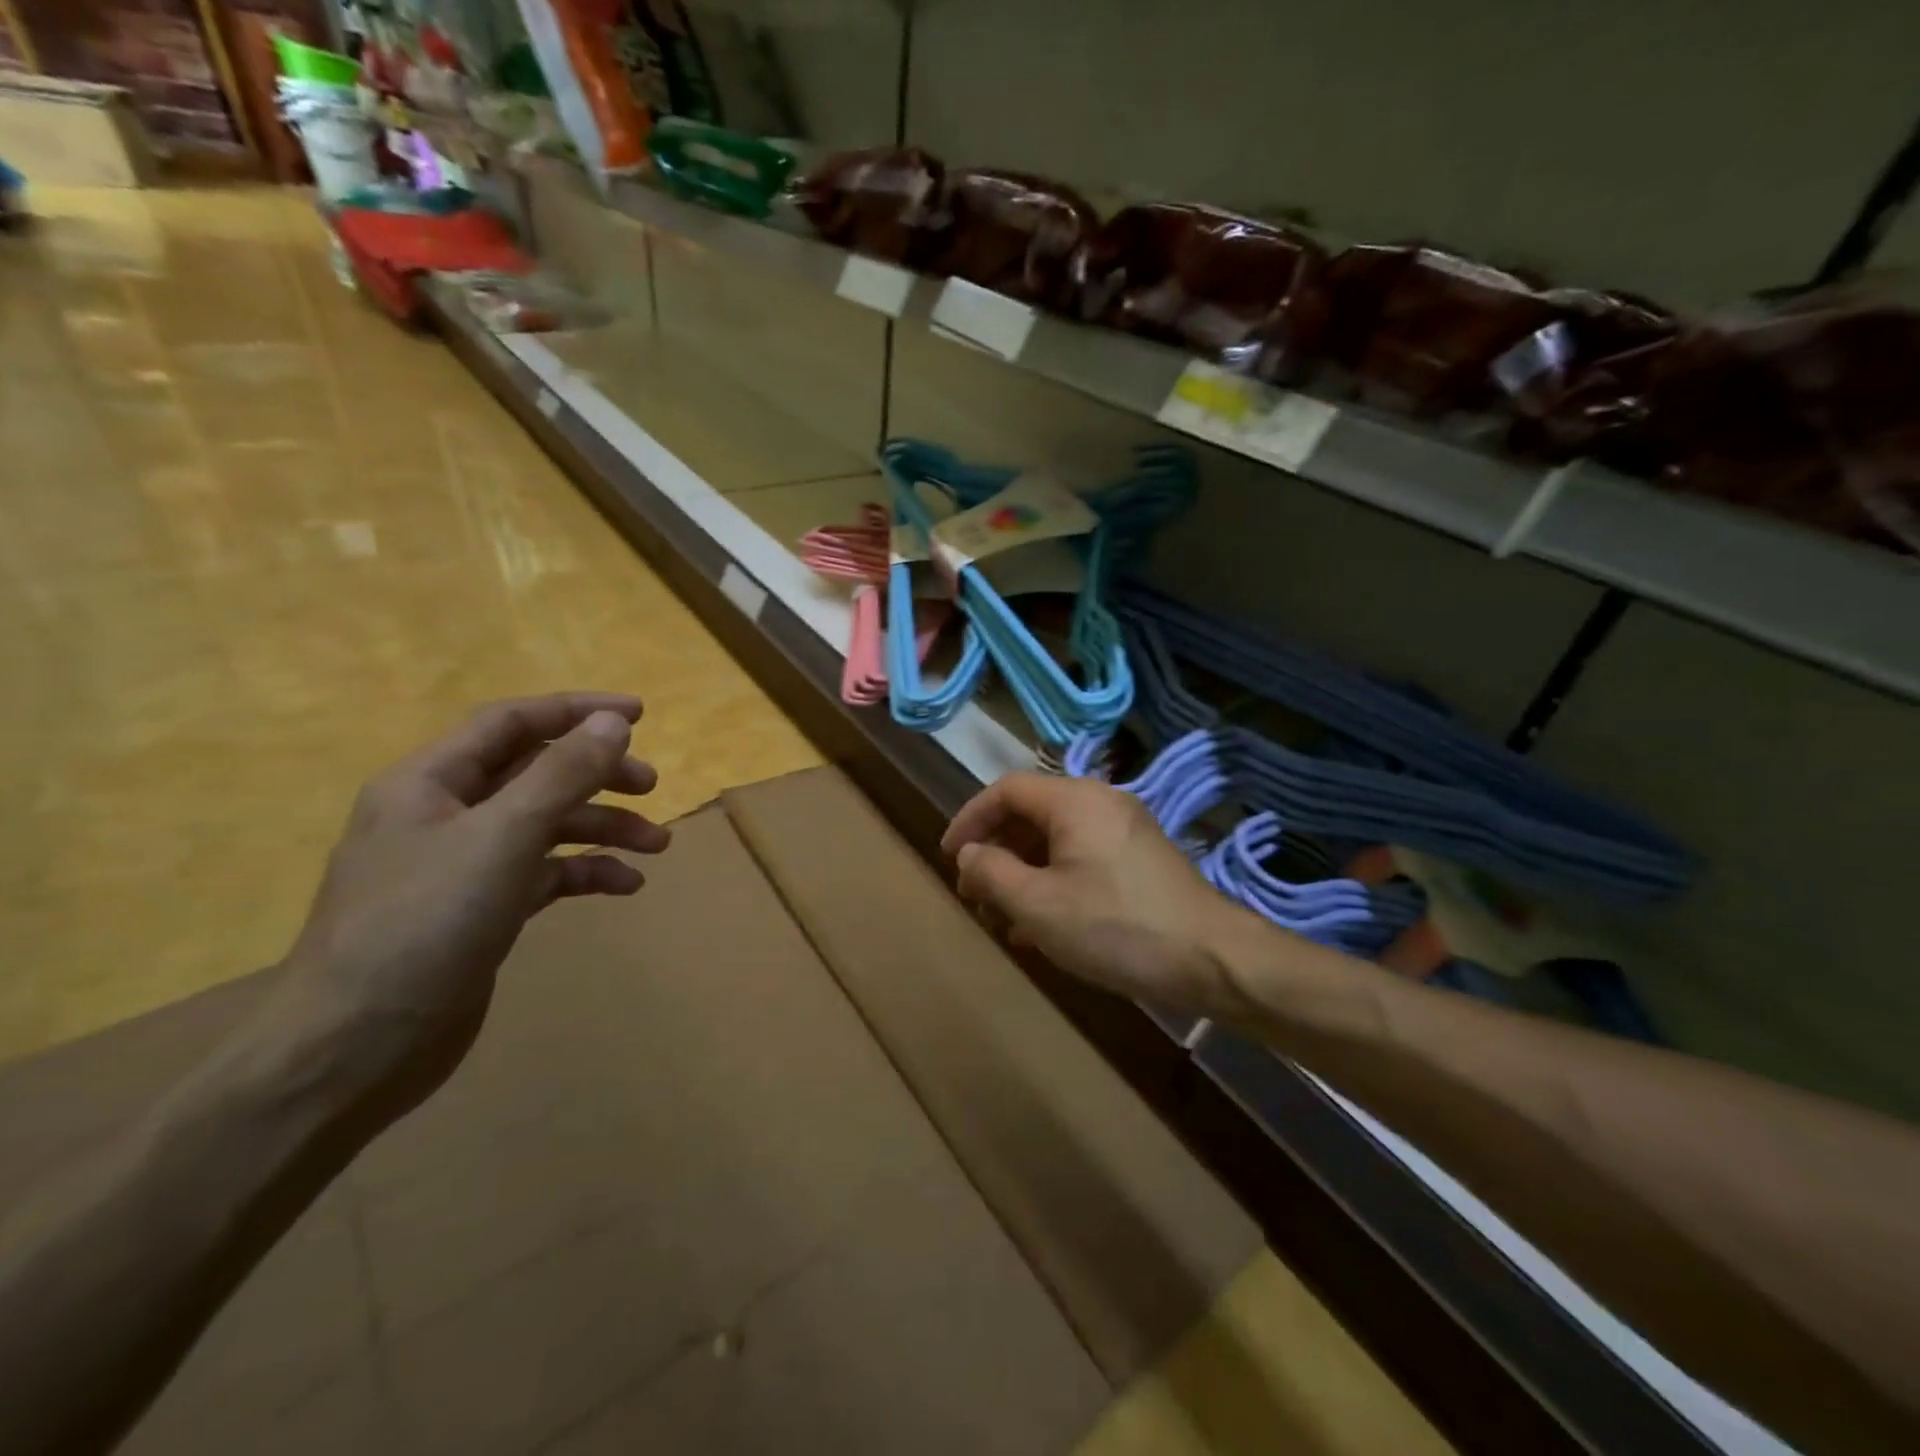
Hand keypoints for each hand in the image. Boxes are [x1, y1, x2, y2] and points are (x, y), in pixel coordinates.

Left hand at [265, 692, 670, 1123]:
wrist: (354, 1050)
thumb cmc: (423, 926)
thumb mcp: (502, 838)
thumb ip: (562, 775)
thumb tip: (613, 722)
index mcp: (430, 782)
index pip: (511, 723)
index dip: (575, 710)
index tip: (640, 714)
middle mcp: (445, 814)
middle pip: (535, 772)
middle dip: (598, 774)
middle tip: (652, 785)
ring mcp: (463, 865)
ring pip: (547, 824)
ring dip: (603, 827)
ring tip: (657, 845)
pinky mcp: (482, 910)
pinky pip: (545, 873)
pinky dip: (586, 872)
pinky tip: (625, 886)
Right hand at [941, 772, 1238, 1011]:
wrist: (1211, 959)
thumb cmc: (1116, 926)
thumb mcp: (1038, 905)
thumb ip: (991, 873)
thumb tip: (970, 854)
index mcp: (1075, 800)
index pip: (1006, 790)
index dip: (970, 819)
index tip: (950, 857)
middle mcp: (1101, 803)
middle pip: (1031, 813)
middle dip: (996, 851)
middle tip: (975, 893)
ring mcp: (1125, 830)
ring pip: (1056, 839)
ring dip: (1022, 872)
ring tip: (1002, 917)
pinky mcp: (1140, 859)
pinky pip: (1082, 857)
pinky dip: (1053, 881)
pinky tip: (1040, 926)